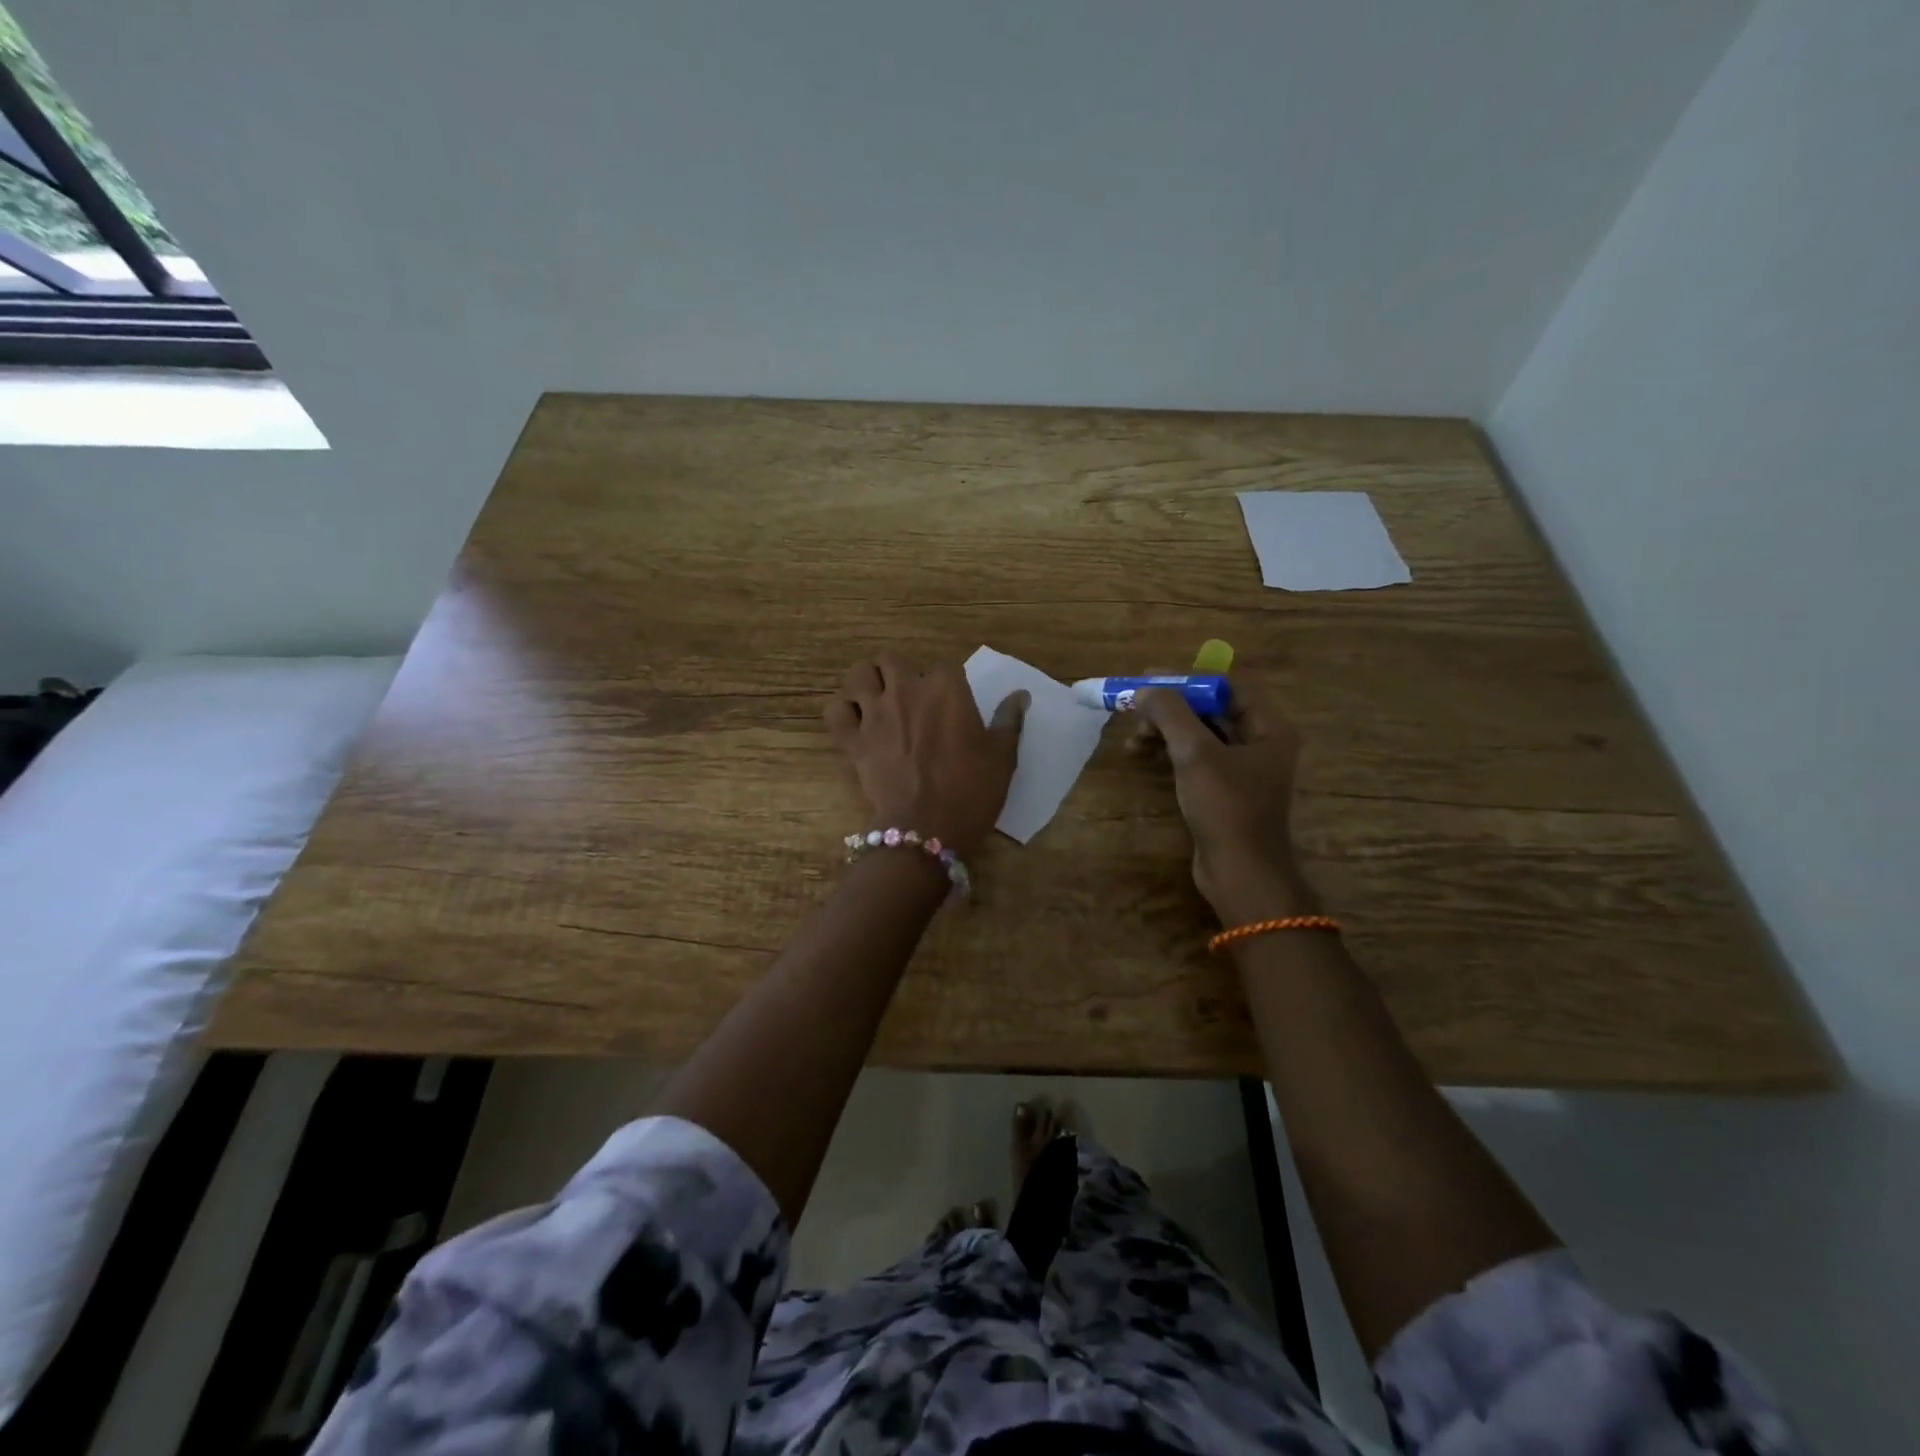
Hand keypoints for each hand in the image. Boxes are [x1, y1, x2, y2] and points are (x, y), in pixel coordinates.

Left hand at [825, 653, 1027, 858]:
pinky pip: (835, 711)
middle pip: (892, 661)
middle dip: (900, 673)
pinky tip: (855, 724)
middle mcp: (906, 690)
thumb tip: (1020, 695)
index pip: (946, 668)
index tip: (952, 707)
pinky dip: (842, 713)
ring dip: (866, 683)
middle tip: (911, 698)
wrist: (927, 829)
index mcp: (946, 688)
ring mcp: (874, 713)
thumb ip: (1009, 720)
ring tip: (877, 700)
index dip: (948, 685)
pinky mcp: (852, 739)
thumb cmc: (971, 791)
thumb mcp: (1002, 757)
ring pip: (858, 674)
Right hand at [1129, 681, 1317, 924]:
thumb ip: (1170, 713)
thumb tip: (1143, 689)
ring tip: (1133, 741)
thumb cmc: (1226, 807)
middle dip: (1170, 708)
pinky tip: (1142, 757)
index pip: (1226, 686)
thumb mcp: (1196, 753)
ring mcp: (1242, 769)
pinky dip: (1168, 752)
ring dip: (1164, 731)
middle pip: (1210, 709)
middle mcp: (1260, 743)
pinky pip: (1195, 758)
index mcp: (1269, 728)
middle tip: (1135, 712)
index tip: (1147, 681)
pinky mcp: (1224, 791)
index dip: (1186, 679)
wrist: (1240, 873)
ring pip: (1198, 734)